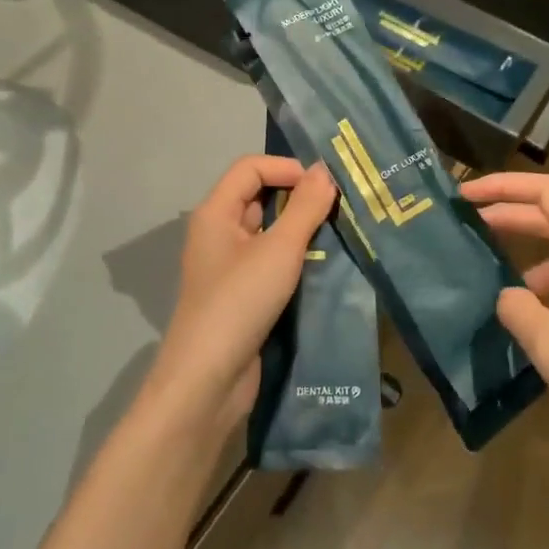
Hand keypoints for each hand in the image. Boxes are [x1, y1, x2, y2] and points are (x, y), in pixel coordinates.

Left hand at [143, 155, 337, 433]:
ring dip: (300, 230)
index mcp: (216, 213)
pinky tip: (323, 267)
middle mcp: (218, 233)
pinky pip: (270, 262)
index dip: (286, 168)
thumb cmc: (239, 302)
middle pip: (259, 197)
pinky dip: (294, 259)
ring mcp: (228, 266)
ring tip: (339, 234)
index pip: (250, 168)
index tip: (325, 184)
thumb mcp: (279, 250)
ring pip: (268, 232)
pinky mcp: (241, 295)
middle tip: (340, 205)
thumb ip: (305, 208)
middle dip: (298, 197)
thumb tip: (323, 170)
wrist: (208, 381)